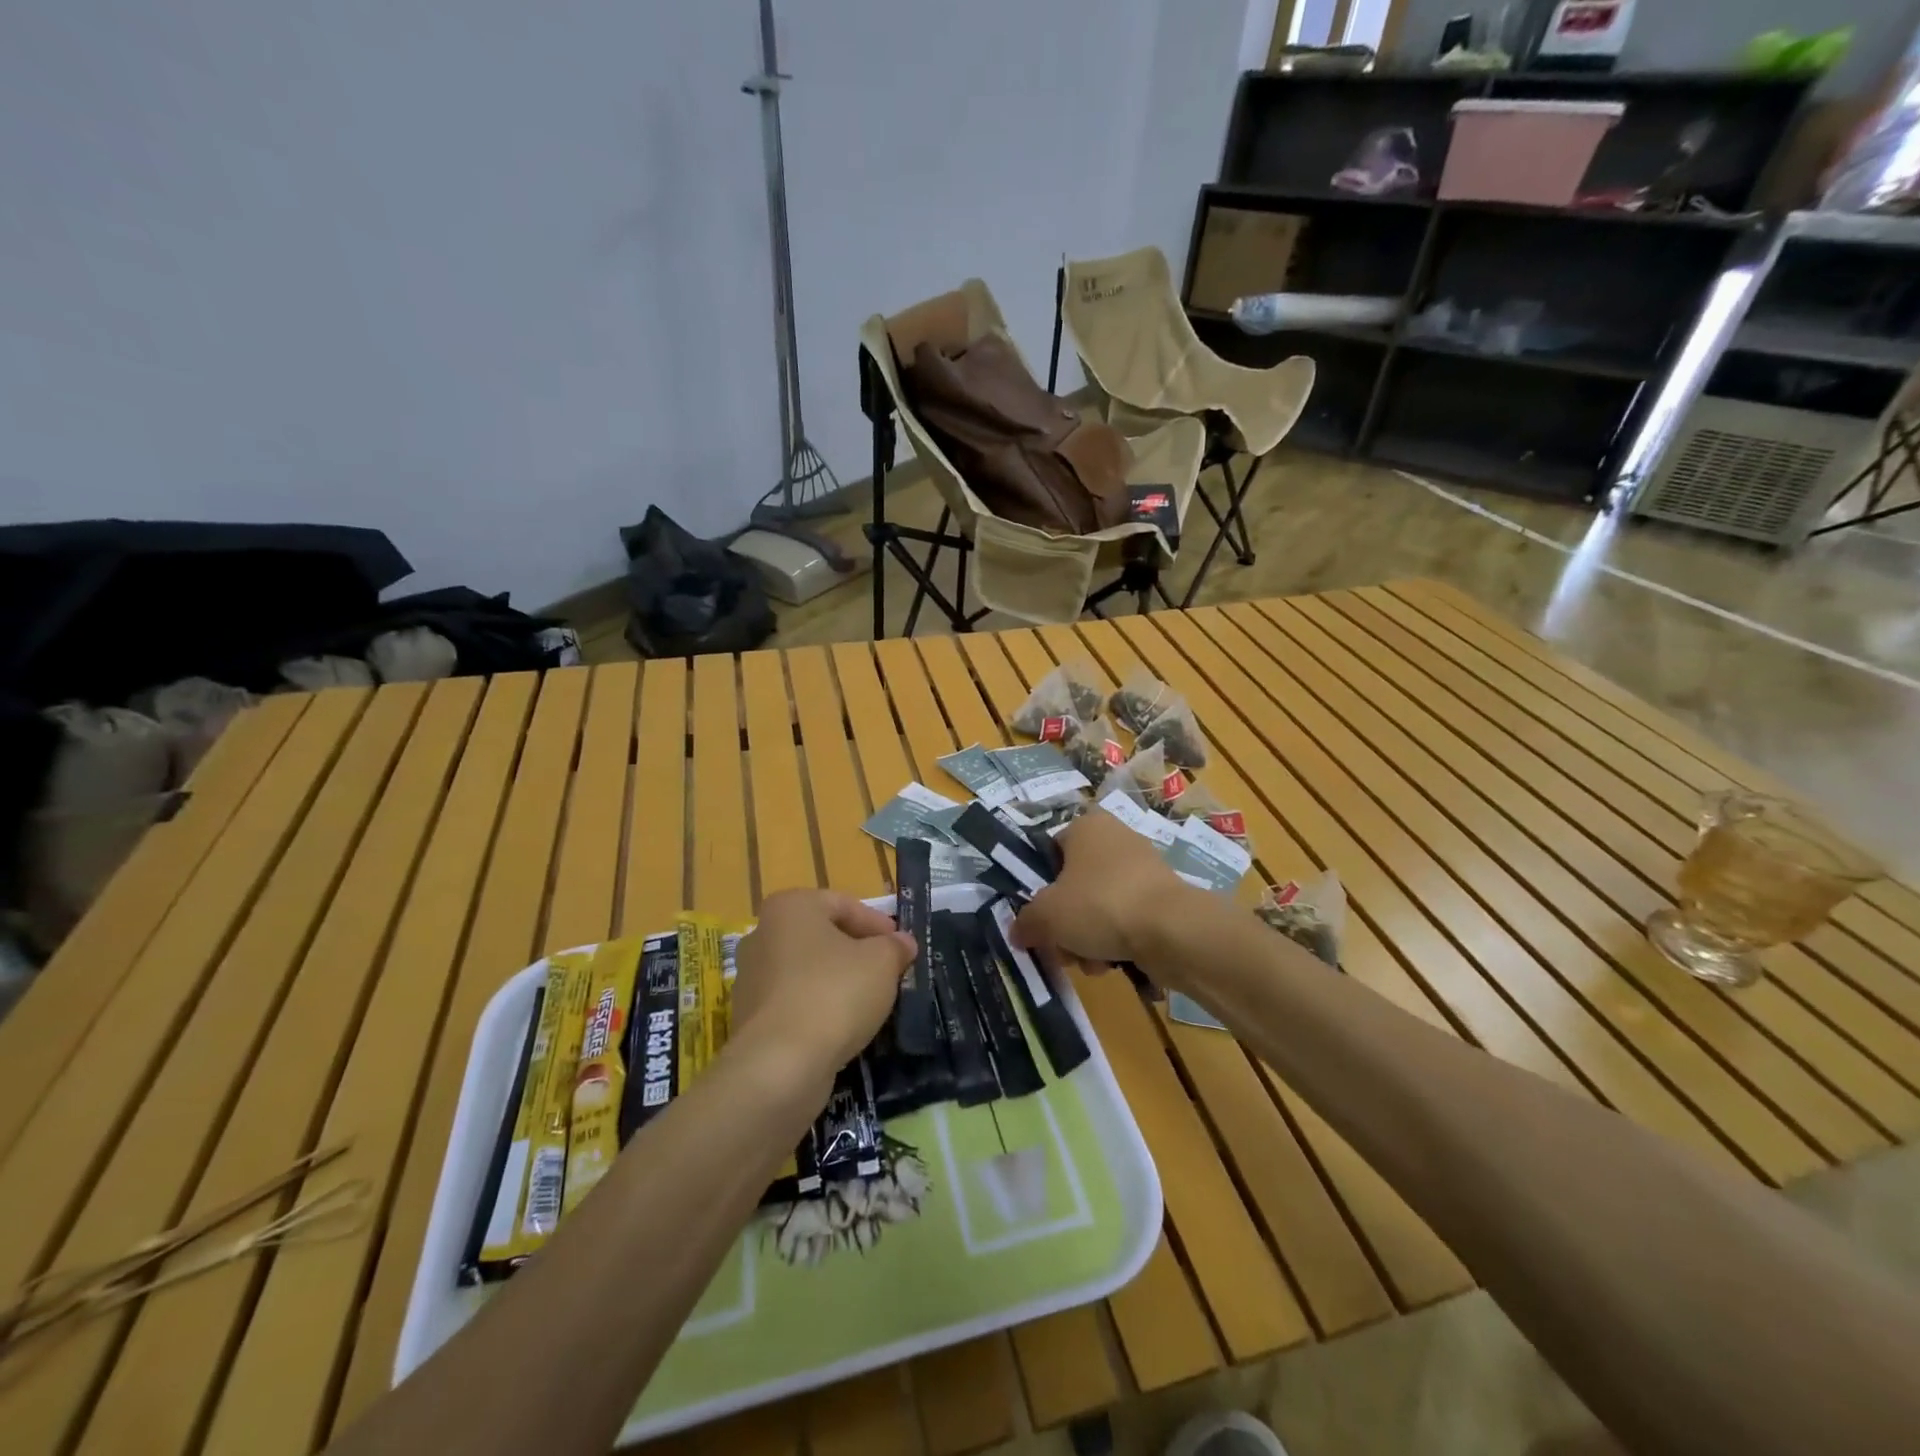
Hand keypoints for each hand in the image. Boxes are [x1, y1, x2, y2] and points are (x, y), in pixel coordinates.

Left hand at [729, 889, 915, 1080]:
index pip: (843, 904)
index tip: (901, 947)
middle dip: (857, 953)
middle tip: (888, 972)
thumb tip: (902, 943)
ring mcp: (751, 980)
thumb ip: (895, 947)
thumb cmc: (834, 993)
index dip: (877, 924)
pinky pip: (794, 1005)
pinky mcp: (749, 1020)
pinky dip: (818, 1011)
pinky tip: (842, 1029)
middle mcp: (762, 935)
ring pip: (807, 972)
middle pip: (822, 937)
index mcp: (790, 908)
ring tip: (870, 1003)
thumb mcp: (882, 962)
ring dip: (838, 982)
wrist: (779, 1065)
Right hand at [1012, 810, 1197, 968]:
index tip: (1037, 917)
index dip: (1039, 886)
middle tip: (1061, 949)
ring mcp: (1143, 868)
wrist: (1172, 930)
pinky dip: (1116, 940)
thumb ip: (1025, 922)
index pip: (1049, 852)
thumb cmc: (1099, 905)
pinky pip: (1126, 918)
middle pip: (1074, 885)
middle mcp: (1115, 838)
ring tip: (1090, 962)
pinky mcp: (1162, 897)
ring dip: (1087, 938)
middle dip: (1065, 923)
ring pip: (1098, 906)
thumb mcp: (1046, 915)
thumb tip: (1018, 931)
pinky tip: (1113, 963)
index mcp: (1085, 826)